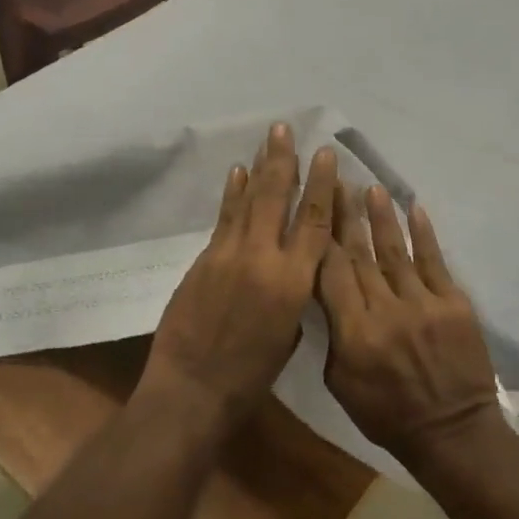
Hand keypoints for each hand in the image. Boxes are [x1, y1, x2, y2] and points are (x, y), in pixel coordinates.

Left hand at [139, 124, 336, 429]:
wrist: (192, 389)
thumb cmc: (249, 378)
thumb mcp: (288, 338)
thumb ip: (296, 296)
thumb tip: (296, 271)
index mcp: (294, 283)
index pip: (314, 222)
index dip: (322, 186)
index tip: (326, 156)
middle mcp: (264, 259)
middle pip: (278, 198)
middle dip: (285, 160)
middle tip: (286, 129)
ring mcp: (230, 254)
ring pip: (249, 201)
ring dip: (259, 167)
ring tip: (267, 139)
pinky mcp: (205, 258)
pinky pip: (225, 218)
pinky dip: (233, 193)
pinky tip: (238, 172)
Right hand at [316, 184, 500, 468]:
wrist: (452, 433)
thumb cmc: (386, 413)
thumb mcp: (340, 382)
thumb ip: (330, 334)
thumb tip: (322, 291)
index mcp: (354, 333)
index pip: (331, 272)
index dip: (320, 236)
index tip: (310, 206)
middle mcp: (386, 310)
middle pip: (359, 254)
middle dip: (344, 216)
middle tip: (335, 181)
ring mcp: (424, 305)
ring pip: (395, 251)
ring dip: (381, 217)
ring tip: (370, 187)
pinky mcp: (454, 304)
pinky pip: (435, 262)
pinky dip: (424, 234)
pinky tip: (414, 208)